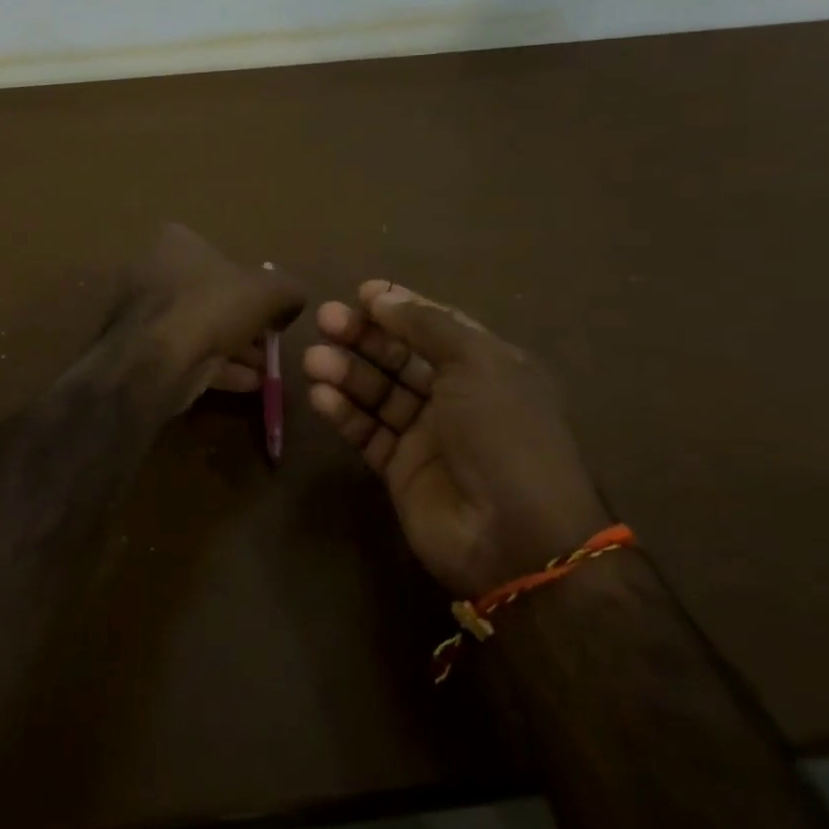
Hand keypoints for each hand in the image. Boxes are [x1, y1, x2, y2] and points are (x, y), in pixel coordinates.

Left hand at [118, 224, 303, 413]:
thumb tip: (293, 302)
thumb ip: (288, 290)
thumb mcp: (269, 291)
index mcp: (176, 242)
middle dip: (244, 321)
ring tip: (265, 368)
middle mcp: (153, 271)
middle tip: (270, 342)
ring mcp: (144, 313)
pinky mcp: (142, 350)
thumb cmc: (211, 307)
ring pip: (200, 328)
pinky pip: (187, 354)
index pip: (221, 256)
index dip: (251, 283)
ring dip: (234, 348)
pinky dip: (217, 367)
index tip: (272, 309)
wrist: (156, 360)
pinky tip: (248, 384)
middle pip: (210, 296)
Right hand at [303, 282, 609, 597]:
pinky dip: (343, 412)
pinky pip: (366, 431)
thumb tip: (381, 297)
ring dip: (346, 372)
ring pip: (378, 392)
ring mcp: (426, 434)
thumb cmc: (504, 434)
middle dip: (364, 336)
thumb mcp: (477, 363)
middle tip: (326, 320)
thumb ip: (427, 326)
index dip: (400, 307)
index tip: (362, 292)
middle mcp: (455, 396)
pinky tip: (320, 395)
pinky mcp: (400, 469)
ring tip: (314, 360)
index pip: (436, 326)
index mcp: (486, 367)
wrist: (514, 536)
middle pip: (400, 356)